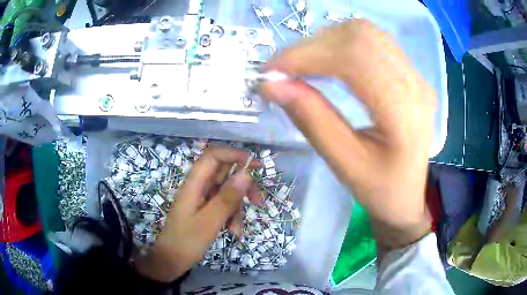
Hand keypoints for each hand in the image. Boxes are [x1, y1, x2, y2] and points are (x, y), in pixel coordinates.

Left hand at [135, 146, 259, 281]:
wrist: (172, 260)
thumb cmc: (186, 241)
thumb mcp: (209, 222)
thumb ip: (227, 198)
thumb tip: (246, 174)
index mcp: (194, 184)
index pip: (213, 156)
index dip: (233, 155)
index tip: (254, 165)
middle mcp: (198, 187)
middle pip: (224, 174)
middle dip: (242, 187)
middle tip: (257, 199)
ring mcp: (202, 198)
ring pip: (227, 192)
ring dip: (237, 207)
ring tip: (238, 229)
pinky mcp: (205, 208)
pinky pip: (224, 205)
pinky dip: (231, 216)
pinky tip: (233, 232)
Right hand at [260, 20, 435, 250]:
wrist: (408, 195)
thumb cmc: (381, 190)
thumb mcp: (345, 164)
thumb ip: (312, 120)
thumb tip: (272, 85)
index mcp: (404, 112)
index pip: (354, 59)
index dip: (307, 56)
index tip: (271, 71)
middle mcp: (414, 83)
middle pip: (359, 37)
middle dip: (311, 46)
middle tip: (282, 69)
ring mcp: (414, 74)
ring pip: (364, 32)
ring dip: (325, 41)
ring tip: (301, 64)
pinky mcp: (408, 72)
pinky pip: (371, 41)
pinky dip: (340, 43)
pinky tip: (325, 60)